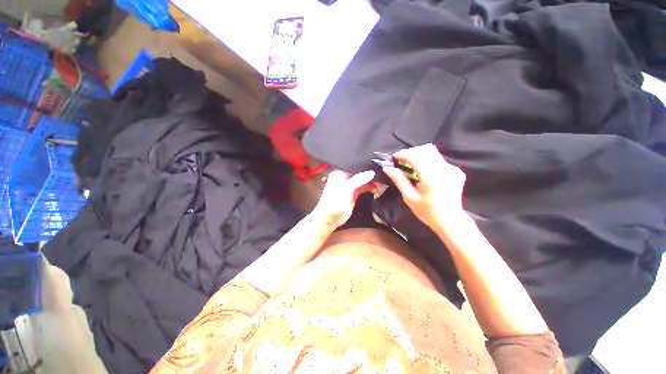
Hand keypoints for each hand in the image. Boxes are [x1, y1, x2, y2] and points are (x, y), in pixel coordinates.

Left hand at [312, 170, 376, 228]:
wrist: (330, 218)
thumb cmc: (334, 201)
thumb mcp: (346, 188)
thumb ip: (359, 180)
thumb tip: (372, 172)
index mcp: (339, 173)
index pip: (354, 167)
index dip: (364, 166)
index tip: (376, 165)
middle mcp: (345, 178)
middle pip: (359, 174)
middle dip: (369, 175)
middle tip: (380, 176)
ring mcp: (349, 186)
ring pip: (362, 181)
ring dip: (370, 182)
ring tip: (380, 183)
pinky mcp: (354, 194)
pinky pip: (363, 188)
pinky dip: (369, 188)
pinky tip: (375, 189)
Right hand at [382, 144, 466, 231]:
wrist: (450, 221)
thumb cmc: (426, 211)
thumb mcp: (409, 197)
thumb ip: (399, 180)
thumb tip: (387, 168)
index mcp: (431, 178)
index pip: (416, 156)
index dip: (403, 154)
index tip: (394, 157)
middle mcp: (444, 169)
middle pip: (425, 150)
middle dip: (411, 153)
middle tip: (401, 161)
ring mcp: (452, 169)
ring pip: (433, 152)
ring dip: (419, 156)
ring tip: (411, 166)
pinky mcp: (456, 171)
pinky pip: (439, 160)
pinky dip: (428, 162)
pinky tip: (425, 173)